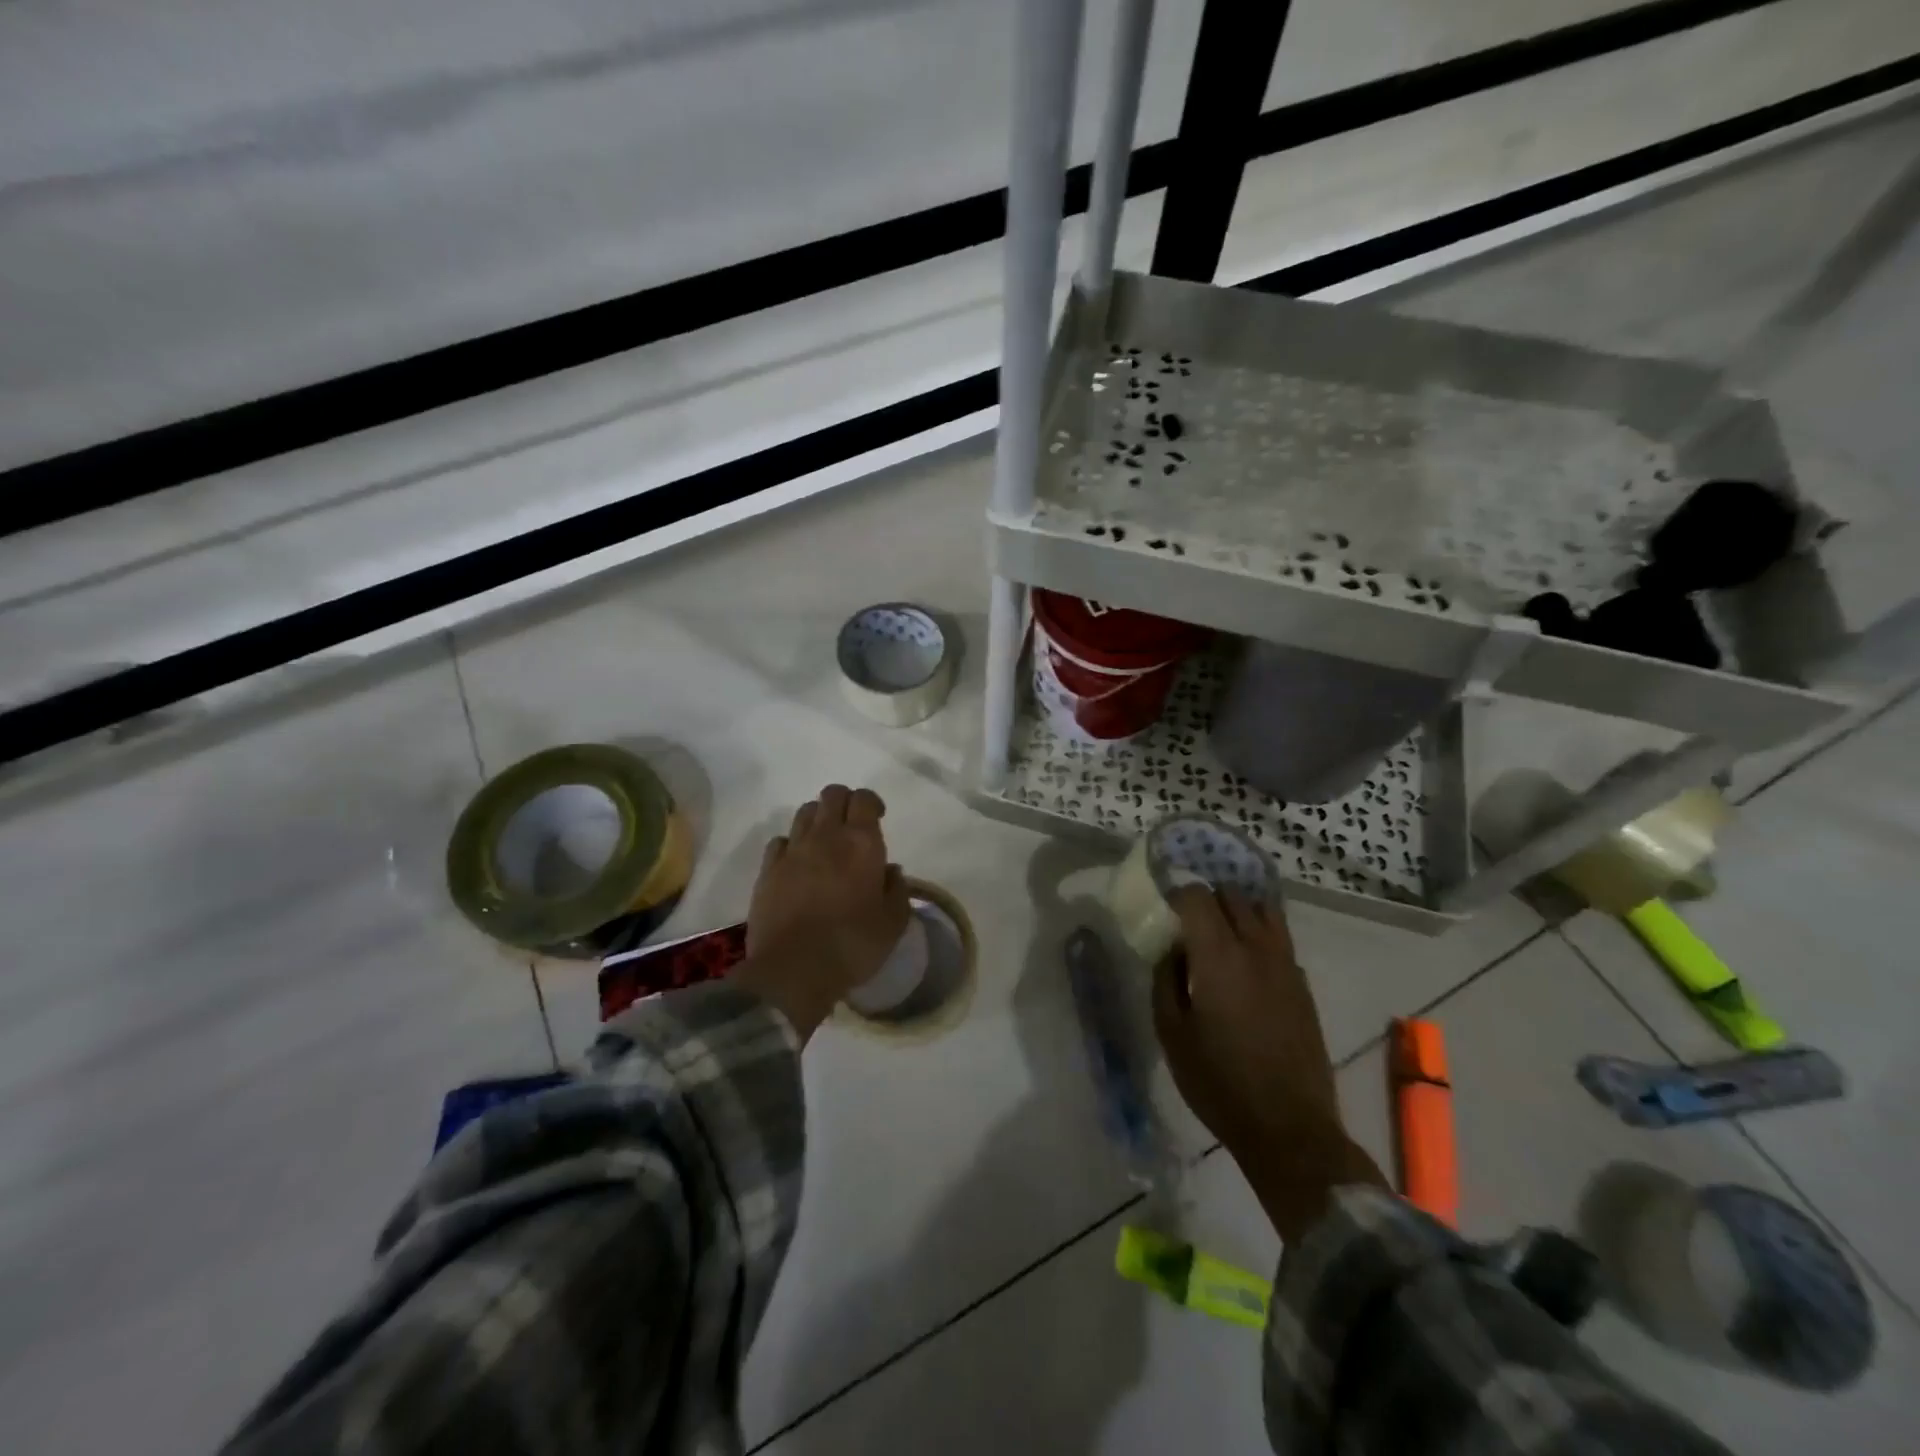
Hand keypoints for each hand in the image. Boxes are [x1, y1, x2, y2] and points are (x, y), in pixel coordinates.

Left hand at [736, 784, 909, 1040]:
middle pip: (832, 795)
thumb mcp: (893, 923)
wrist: (793, 970)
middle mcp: (826, 836)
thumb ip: (897, 889)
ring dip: (818, 818)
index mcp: (861, 843)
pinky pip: (780, 840)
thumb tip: (890, 869)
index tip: (878, 817)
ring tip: (825, 842)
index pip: (864, 799)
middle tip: (852, 825)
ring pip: (805, 812)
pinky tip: (797, 863)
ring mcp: (793, 850)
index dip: (872, 802)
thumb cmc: (853, 945)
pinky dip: (792, 843)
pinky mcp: (768, 869)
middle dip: (844, 802)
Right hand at [1152, 887, 1384, 1239]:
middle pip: (1232, 894)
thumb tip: (1172, 950)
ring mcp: (1286, 964)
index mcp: (1219, 956)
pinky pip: (1279, 939)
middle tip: (1188, 925)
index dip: (1176, 896)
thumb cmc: (1218, 1082)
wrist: (1288, 1128)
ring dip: (1238, 911)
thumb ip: (1165, 979)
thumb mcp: (1171, 1033)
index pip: (1197, 897)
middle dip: (1207, 899)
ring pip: (1264, 910)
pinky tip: (1245, 968)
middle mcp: (1257, 948)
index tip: (1164, 913)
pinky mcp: (1303, 984)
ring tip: (1219, 937)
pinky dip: (1259, 936)